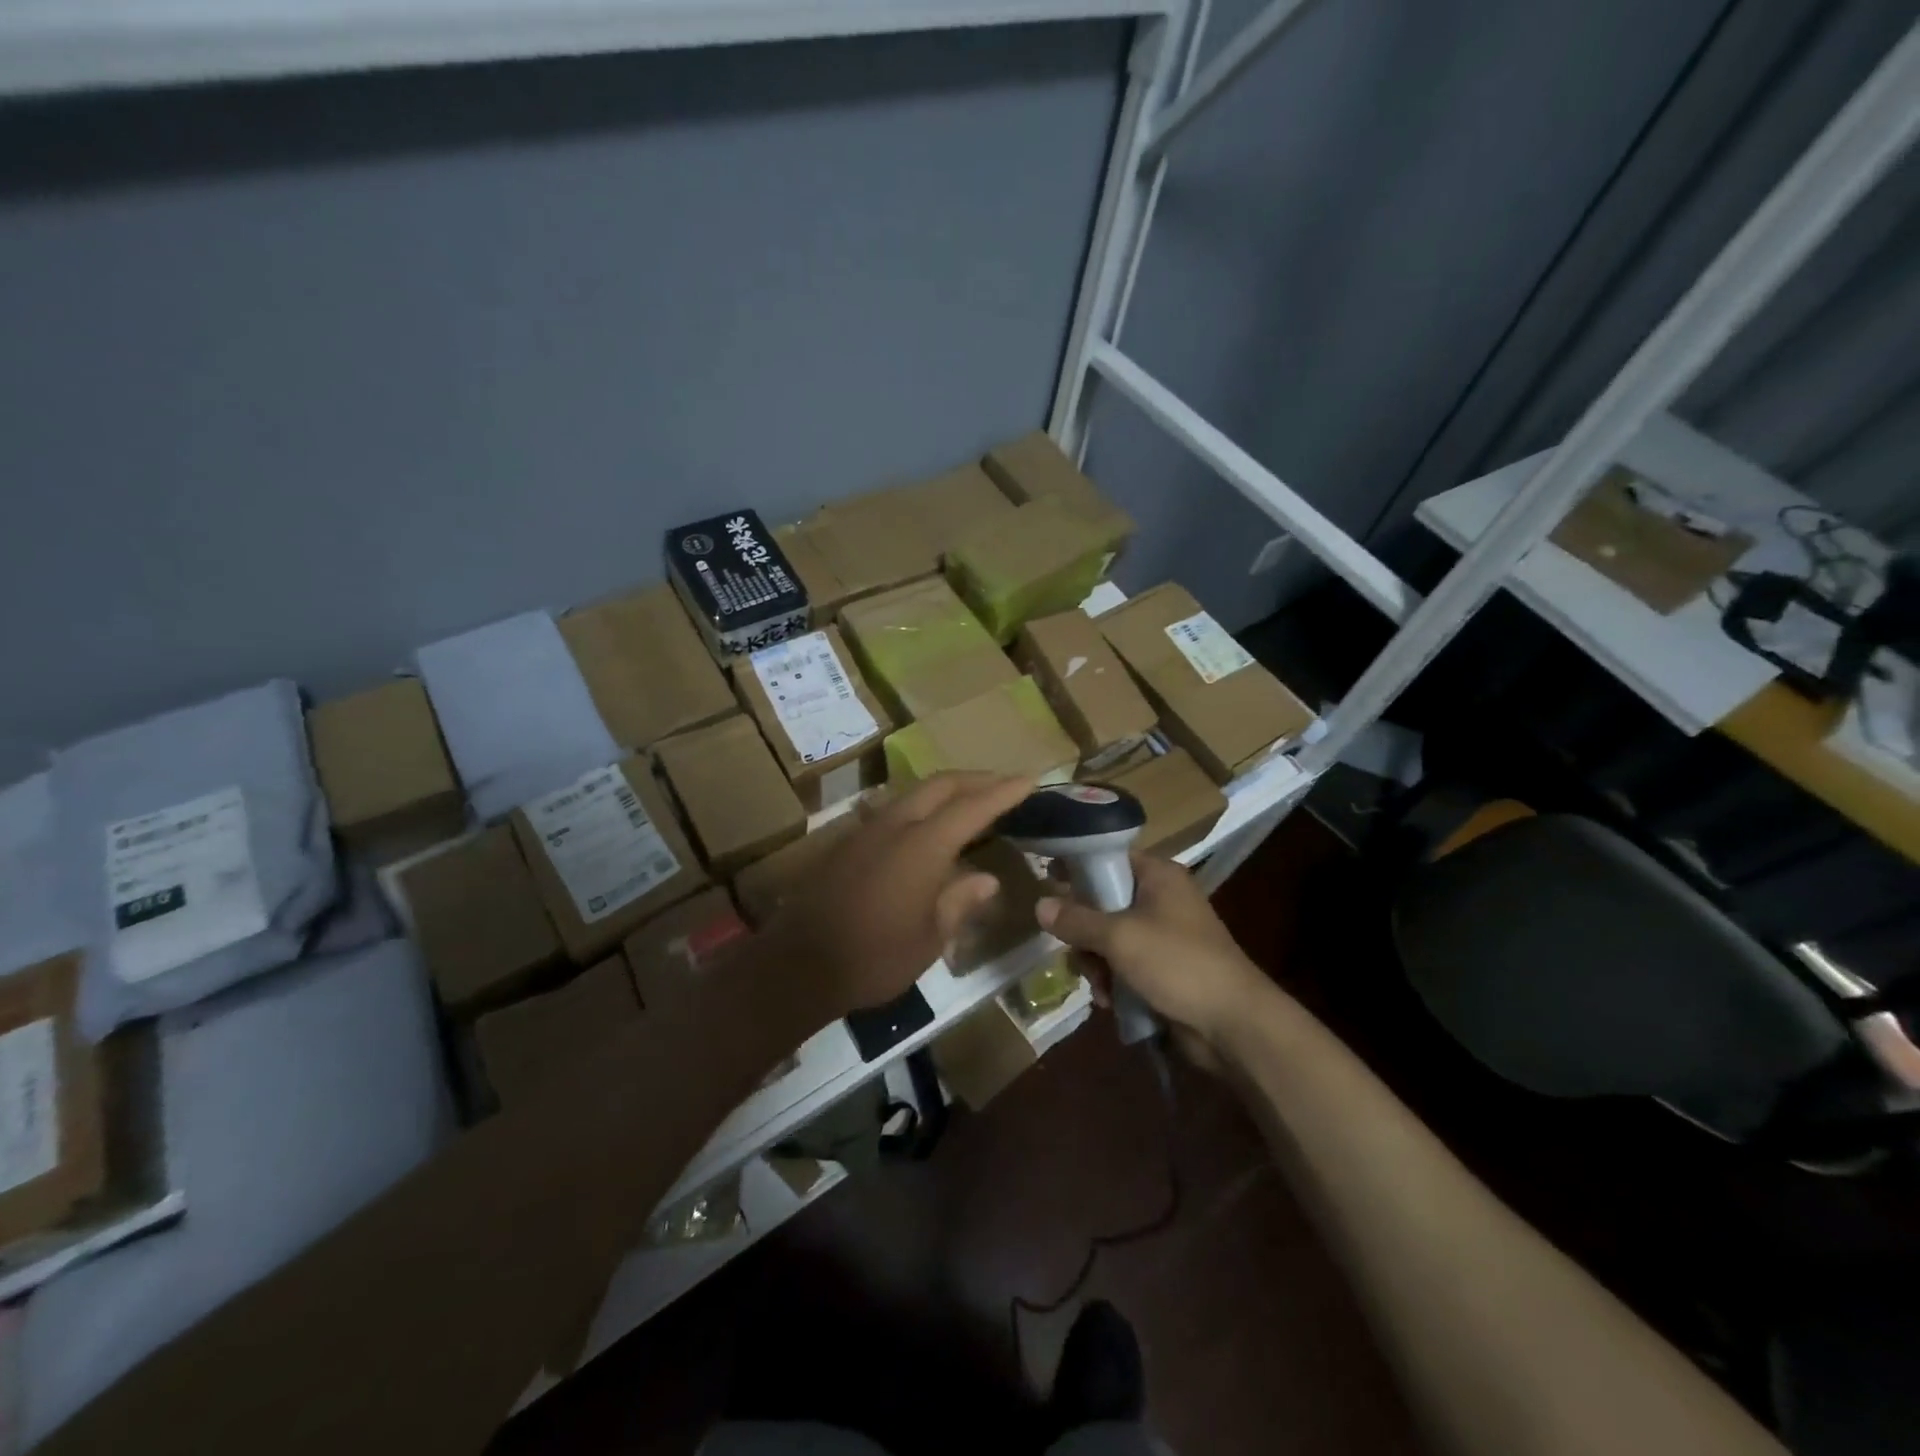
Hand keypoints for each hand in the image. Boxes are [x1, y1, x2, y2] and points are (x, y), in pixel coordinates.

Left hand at [764, 772, 1035, 1026]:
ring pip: (914, 793)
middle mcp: (894, 825)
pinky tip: (927, 827)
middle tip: (1004, 784)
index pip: (972, 806)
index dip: (1004, 791)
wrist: (797, 966)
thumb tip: (985, 878)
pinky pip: (893, 810)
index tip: (1031, 779)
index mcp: (922, 846)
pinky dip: (921, 808)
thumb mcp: (929, 938)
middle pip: (940, 785)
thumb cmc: (873, 958)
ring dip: (947, 790)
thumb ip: (959, 901)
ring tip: (971, 801)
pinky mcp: (847, 842)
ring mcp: (866, 830)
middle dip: (976, 779)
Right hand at [1036, 853, 1267, 1062]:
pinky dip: (1113, 981)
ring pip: (1109, 938)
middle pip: (1103, 902)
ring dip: (1096, 963)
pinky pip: (1124, 965)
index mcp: (1158, 876)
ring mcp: (1163, 936)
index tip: (1047, 880)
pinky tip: (1110, 1002)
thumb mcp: (1120, 937)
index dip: (1077, 867)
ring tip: (1099, 986)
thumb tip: (1039, 905)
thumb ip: (1077, 920)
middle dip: (1084, 932)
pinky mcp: (1164, 969)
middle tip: (1075, 951)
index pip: (1109, 858)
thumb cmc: (1178, 963)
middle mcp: (1160, 899)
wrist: (1233, 1024)